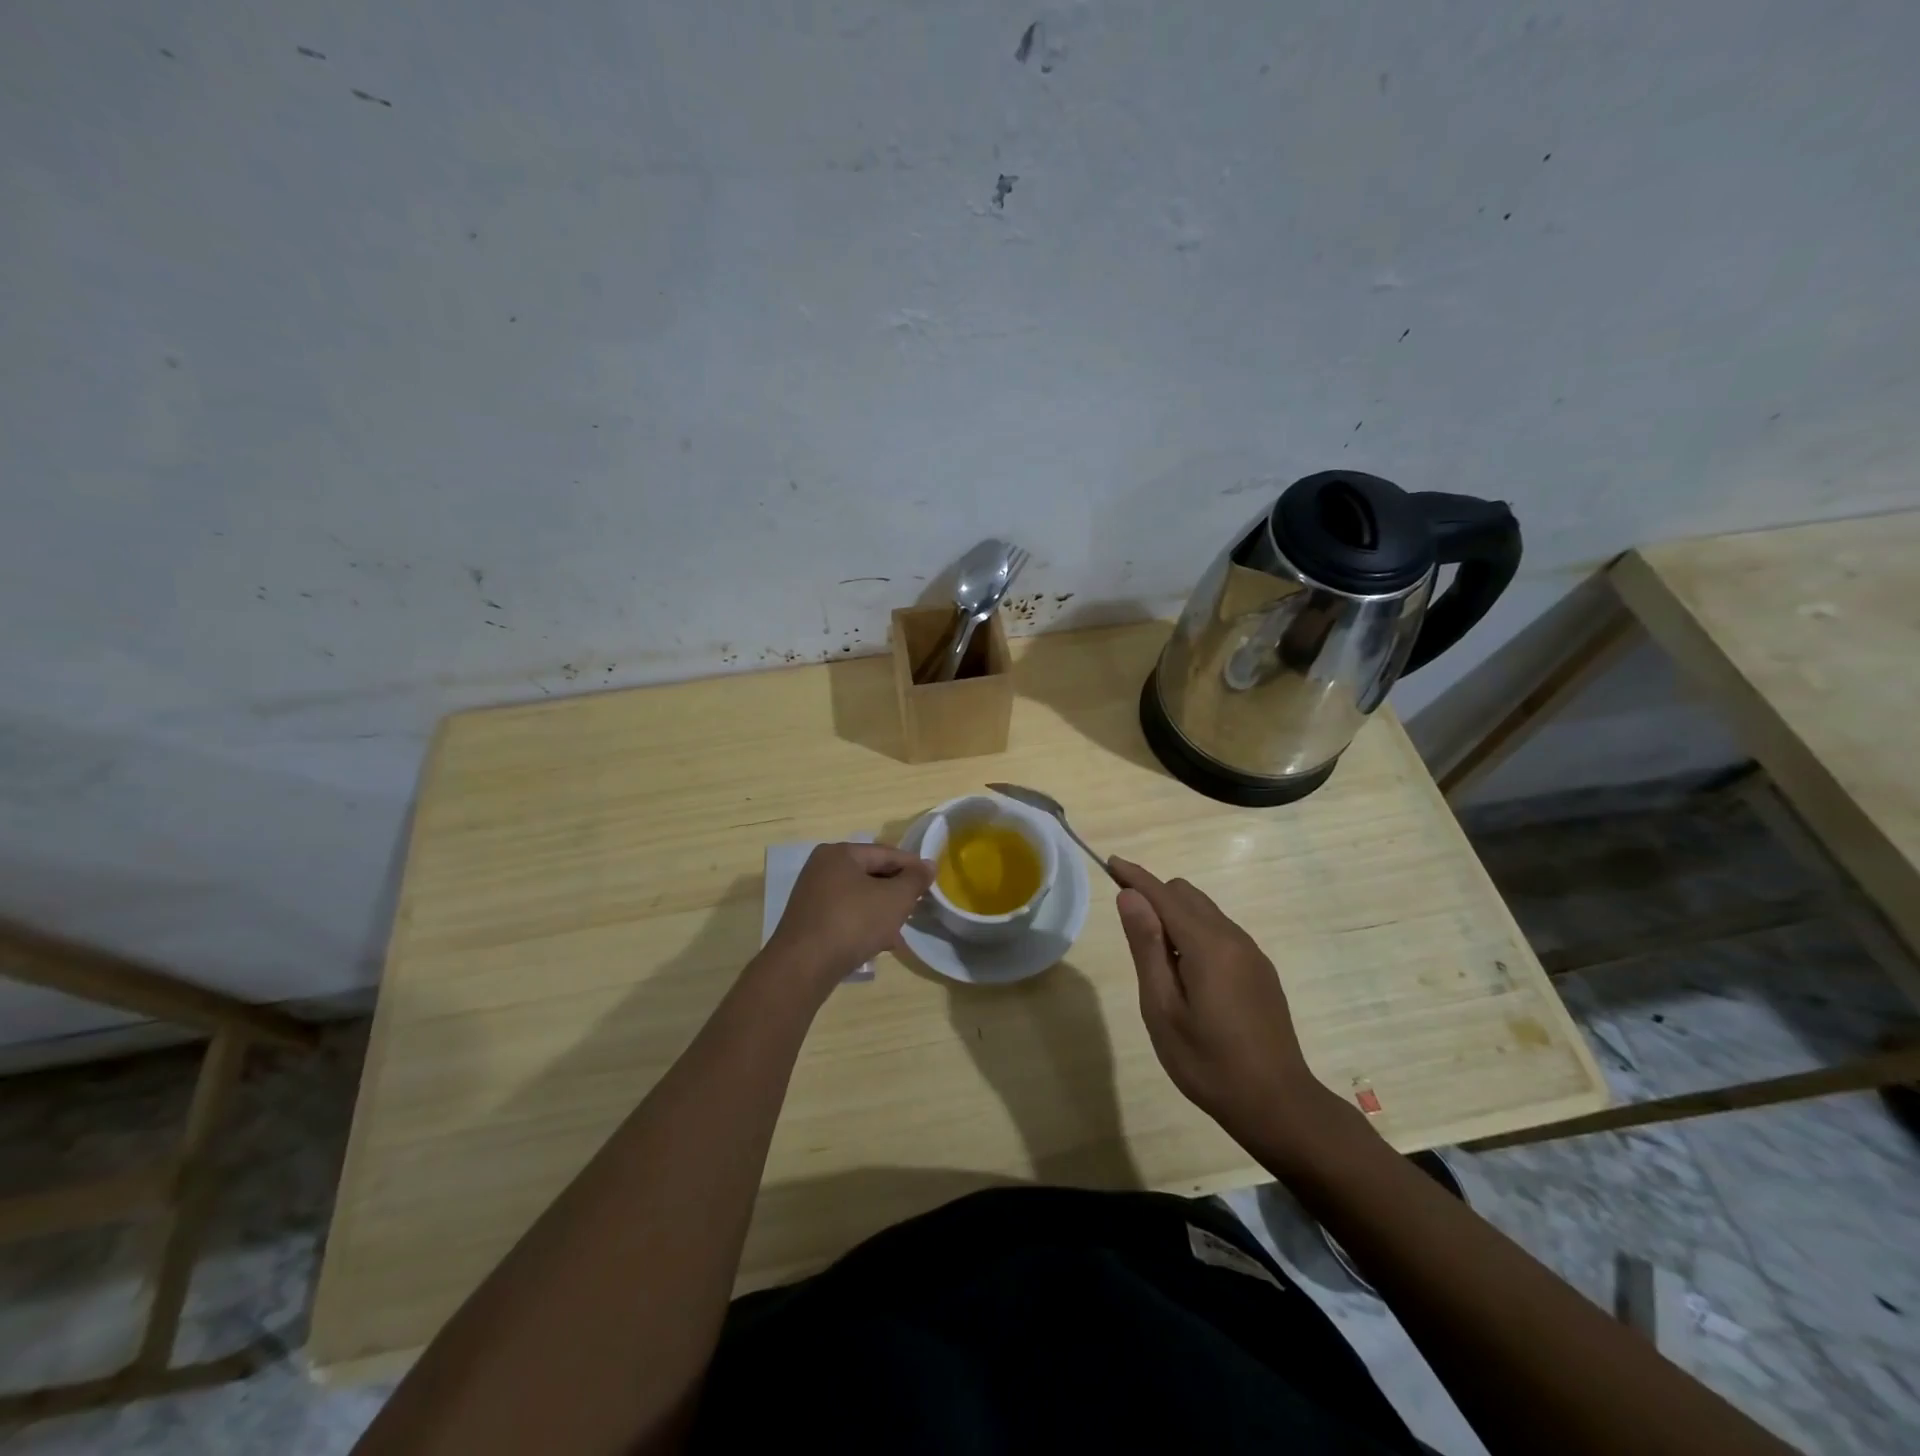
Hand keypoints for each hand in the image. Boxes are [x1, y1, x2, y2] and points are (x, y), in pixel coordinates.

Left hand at [760, 842, 934, 998]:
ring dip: (882, 911)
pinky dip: (865, 924)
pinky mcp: (809, 921)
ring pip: (859, 897)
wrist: (803, 967)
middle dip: (896, 891)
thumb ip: (915, 880)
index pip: (886, 853)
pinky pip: (846, 915)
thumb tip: (929, 865)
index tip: (933, 881)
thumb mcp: (894, 899)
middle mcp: (822, 868)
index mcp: (840, 853)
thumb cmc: (853, 922)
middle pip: (871, 874)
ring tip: (902, 929)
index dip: (913, 866)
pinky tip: (880, 943)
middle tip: (918, 905)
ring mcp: (813, 895)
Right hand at [1109, 857, 1321, 1150]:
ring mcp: (1251, 953)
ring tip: (1153, 953)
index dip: (1135, 877)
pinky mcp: (1260, 970)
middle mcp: (1233, 938)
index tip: (1110, 862)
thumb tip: (1131, 897)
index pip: (1164, 894)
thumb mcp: (1162, 1009)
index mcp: (1207, 945)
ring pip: (1206, 911)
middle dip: (1154, 895)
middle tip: (1127, 923)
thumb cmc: (1208, 1062)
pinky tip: (1185, 970)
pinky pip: (1220, 931)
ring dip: (1175, 914)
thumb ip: (1146, 947)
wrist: (1278, 1104)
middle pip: (1187, 894)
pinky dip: (1195, 931)